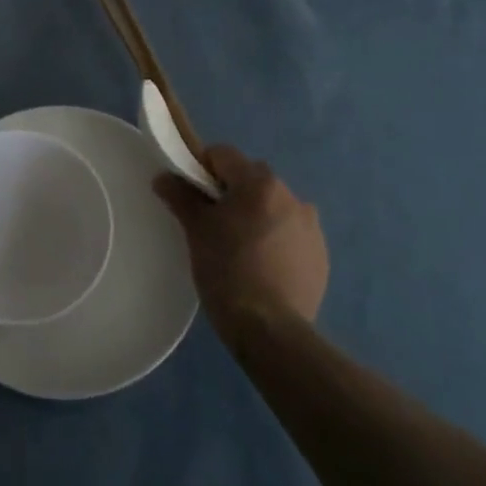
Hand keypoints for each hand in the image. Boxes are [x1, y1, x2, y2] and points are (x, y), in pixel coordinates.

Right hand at [154, 146, 328, 335]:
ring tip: (239, 250)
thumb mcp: (196, 231)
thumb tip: (164, 177)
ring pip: (273, 207)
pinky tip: (262, 268)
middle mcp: (291, 195)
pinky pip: (290, 234)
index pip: (224, 155)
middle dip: (231, 193)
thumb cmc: (227, 271)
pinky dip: (275, 241)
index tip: (191, 195)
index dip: (201, 169)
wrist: (271, 330)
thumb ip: (180, 196)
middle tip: (212, 224)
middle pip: (251, 179)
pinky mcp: (320, 255)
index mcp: (260, 183)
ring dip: (256, 216)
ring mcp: (311, 226)